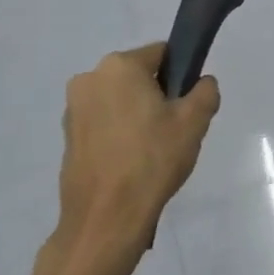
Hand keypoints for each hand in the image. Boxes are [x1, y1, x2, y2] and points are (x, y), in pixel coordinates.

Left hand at [50, 45, 219, 270]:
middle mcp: (90, 79)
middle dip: (157, 96)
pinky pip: (104, 122)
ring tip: (152, 150)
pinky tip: (131, 162)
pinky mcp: (68, 137)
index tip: (187, 105)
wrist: (105, 220)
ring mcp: (74, 109)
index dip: (181, 75)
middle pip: (139, 76)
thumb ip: (205, 90)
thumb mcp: (195, 120)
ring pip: (120, 100)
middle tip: (173, 129)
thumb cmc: (152, 160)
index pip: (163, 54)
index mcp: (120, 66)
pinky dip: (119, 134)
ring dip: (137, 115)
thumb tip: (201, 84)